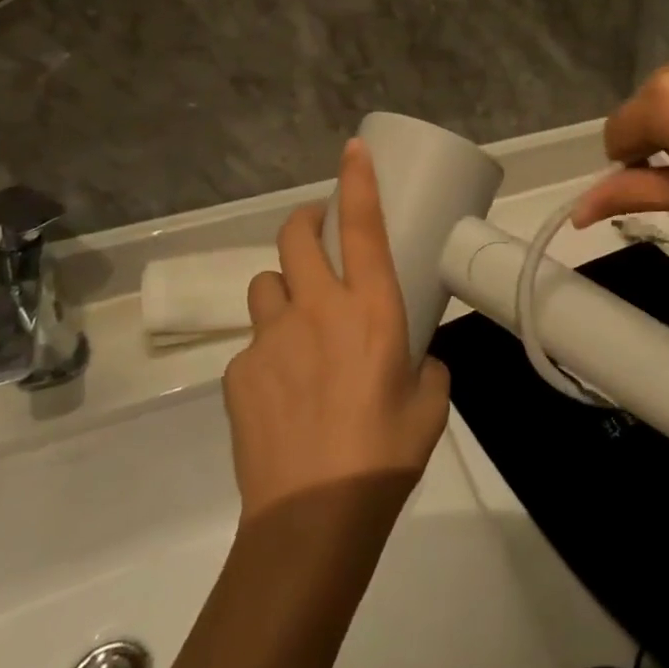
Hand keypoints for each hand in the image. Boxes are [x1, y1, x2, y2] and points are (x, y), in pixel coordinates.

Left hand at [227, 139, 450, 523]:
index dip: (357, 180)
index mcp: (371, 310)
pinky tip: (282, 396)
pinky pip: (253, 345)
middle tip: (314, 237)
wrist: (313, 518)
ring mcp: (270, 339)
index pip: (362, 226)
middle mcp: (318, 310)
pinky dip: (269, 354)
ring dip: (282, 292)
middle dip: (302, 224)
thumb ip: (424, 364)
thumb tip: (414, 357)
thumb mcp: (429, 403)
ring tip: (297, 329)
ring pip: (265, 285)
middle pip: (294, 237)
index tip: (352, 149)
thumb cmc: (385, 455)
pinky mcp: (239, 372)